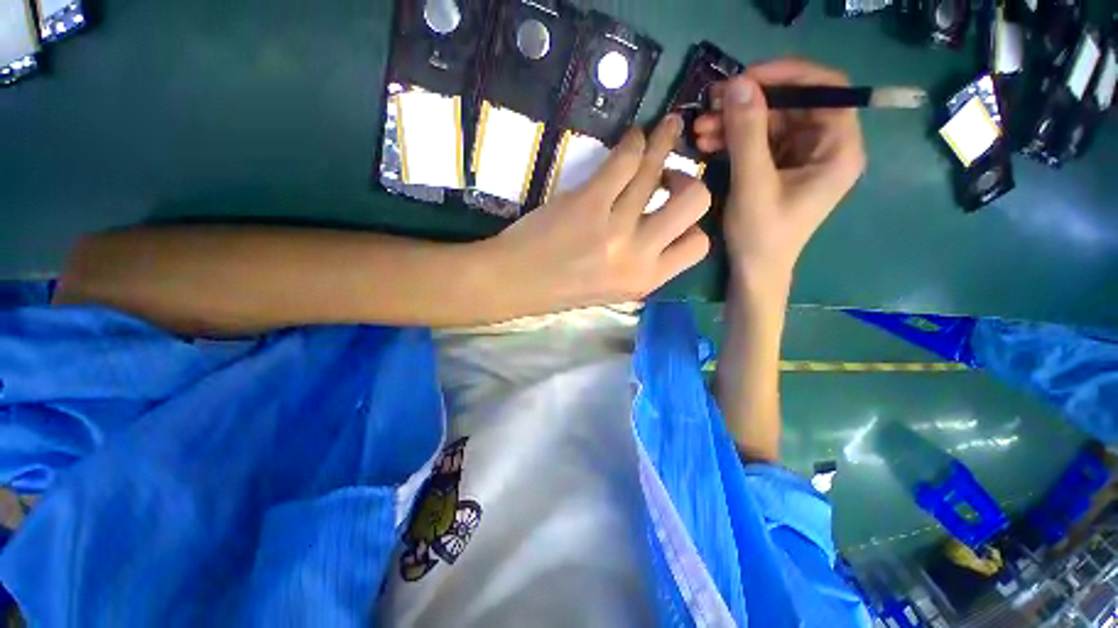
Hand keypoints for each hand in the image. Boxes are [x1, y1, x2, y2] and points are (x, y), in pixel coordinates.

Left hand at [484, 115, 711, 312]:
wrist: (517, 282)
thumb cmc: (563, 289)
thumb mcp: (614, 289)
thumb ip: (643, 266)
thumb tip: (663, 233)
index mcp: (646, 281)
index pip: (698, 247)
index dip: (694, 224)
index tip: (678, 210)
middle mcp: (638, 255)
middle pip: (696, 202)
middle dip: (688, 182)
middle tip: (671, 176)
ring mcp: (615, 227)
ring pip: (657, 172)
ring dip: (665, 142)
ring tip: (665, 128)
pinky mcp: (588, 202)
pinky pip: (624, 162)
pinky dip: (633, 143)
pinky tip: (633, 138)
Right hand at [694, 59, 865, 291]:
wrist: (754, 271)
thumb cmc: (762, 235)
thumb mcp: (753, 184)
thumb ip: (747, 134)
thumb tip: (737, 84)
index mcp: (839, 149)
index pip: (825, 89)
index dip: (786, 75)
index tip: (744, 78)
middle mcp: (825, 146)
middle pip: (792, 104)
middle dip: (749, 103)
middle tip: (711, 105)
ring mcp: (801, 157)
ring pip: (770, 122)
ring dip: (734, 122)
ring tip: (699, 128)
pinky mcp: (780, 167)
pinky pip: (758, 141)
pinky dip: (733, 139)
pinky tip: (707, 142)